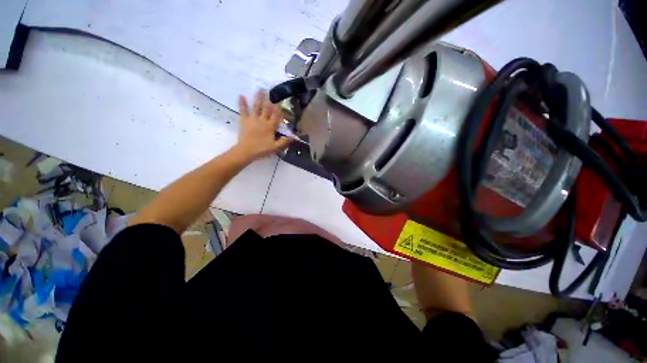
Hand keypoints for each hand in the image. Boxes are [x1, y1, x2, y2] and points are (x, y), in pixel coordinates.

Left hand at [234, 90, 292, 160]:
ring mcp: (253, 119)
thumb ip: (284, 141)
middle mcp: (262, 120)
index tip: (280, 100)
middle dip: (269, 99)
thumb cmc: (262, 149)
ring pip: (257, 106)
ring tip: (259, 89)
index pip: (276, 115)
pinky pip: (243, 110)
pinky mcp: (244, 120)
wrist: (246, 151)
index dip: (278, 108)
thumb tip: (294, 136)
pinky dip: (242, 103)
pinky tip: (241, 95)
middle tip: (270, 89)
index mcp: (270, 126)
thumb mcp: (275, 147)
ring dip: (258, 98)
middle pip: (267, 108)